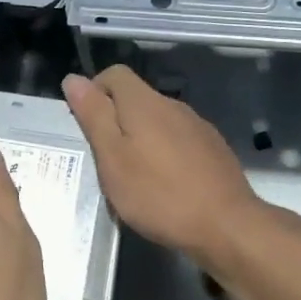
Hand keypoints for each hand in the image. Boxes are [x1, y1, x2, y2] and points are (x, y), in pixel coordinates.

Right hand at [62, 65, 260, 262]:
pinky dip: (164, 152)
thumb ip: (94, 116)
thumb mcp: (113, 159)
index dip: (94, 91)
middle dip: (116, 119)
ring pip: (158, 120)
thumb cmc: (159, 194)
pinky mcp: (213, 147)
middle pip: (136, 97)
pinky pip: (178, 139)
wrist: (226, 225)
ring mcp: (197, 125)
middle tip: (106, 159)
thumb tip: (73, 79)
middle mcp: (173, 104)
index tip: (87, 126)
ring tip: (134, 176)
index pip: (114, 74)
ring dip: (141, 138)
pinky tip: (165, 183)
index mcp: (145, 102)